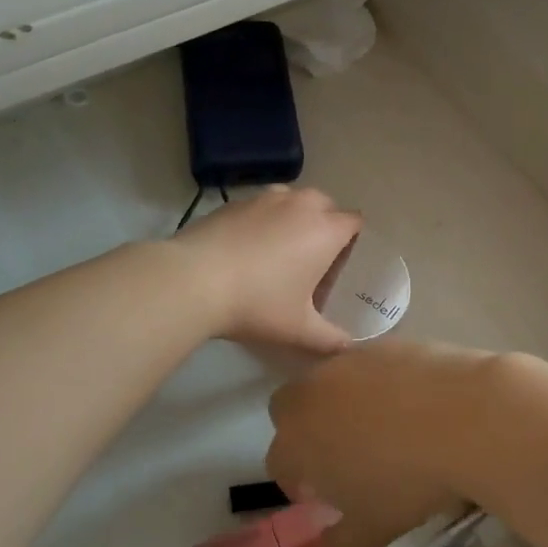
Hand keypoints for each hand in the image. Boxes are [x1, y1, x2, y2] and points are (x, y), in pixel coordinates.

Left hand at [172, 186, 363, 352]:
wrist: (193, 280)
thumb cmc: (257, 303)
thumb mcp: (298, 329)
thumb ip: (329, 338)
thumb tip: (348, 347)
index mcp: (325, 231)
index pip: (354, 222)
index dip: (352, 240)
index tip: (340, 264)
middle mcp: (300, 205)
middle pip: (325, 205)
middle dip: (324, 225)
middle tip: (312, 259)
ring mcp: (265, 199)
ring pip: (292, 200)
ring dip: (294, 217)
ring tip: (279, 249)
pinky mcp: (235, 202)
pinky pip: (261, 205)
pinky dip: (263, 219)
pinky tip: (247, 248)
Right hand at [267, 339, 502, 546]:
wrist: (464, 417)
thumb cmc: (407, 480)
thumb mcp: (373, 531)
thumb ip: (342, 544)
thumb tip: (331, 543)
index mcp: (296, 439)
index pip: (280, 462)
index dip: (299, 482)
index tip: (328, 496)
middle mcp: (312, 391)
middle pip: (290, 409)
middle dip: (306, 430)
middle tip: (344, 455)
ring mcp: (349, 361)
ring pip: (330, 383)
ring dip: (343, 404)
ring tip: (385, 429)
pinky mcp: (385, 343)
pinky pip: (369, 367)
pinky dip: (381, 384)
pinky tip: (414, 405)